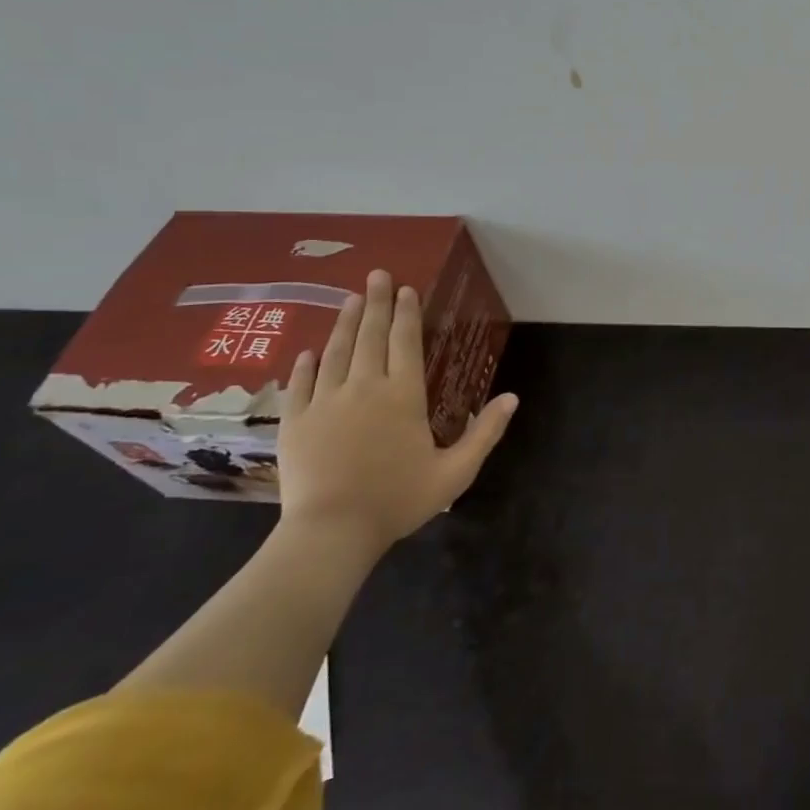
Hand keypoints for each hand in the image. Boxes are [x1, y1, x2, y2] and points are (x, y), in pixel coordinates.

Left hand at [278, 268, 518, 556]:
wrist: (331, 533)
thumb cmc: (398, 500)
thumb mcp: (455, 471)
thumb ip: (485, 432)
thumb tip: (513, 397)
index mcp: (403, 395)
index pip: (406, 342)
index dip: (406, 313)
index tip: (406, 289)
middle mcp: (364, 387)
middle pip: (370, 336)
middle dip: (375, 303)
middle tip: (376, 276)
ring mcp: (326, 402)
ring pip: (336, 352)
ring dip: (344, 323)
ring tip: (349, 299)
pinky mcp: (296, 421)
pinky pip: (302, 383)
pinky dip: (307, 364)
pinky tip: (309, 350)